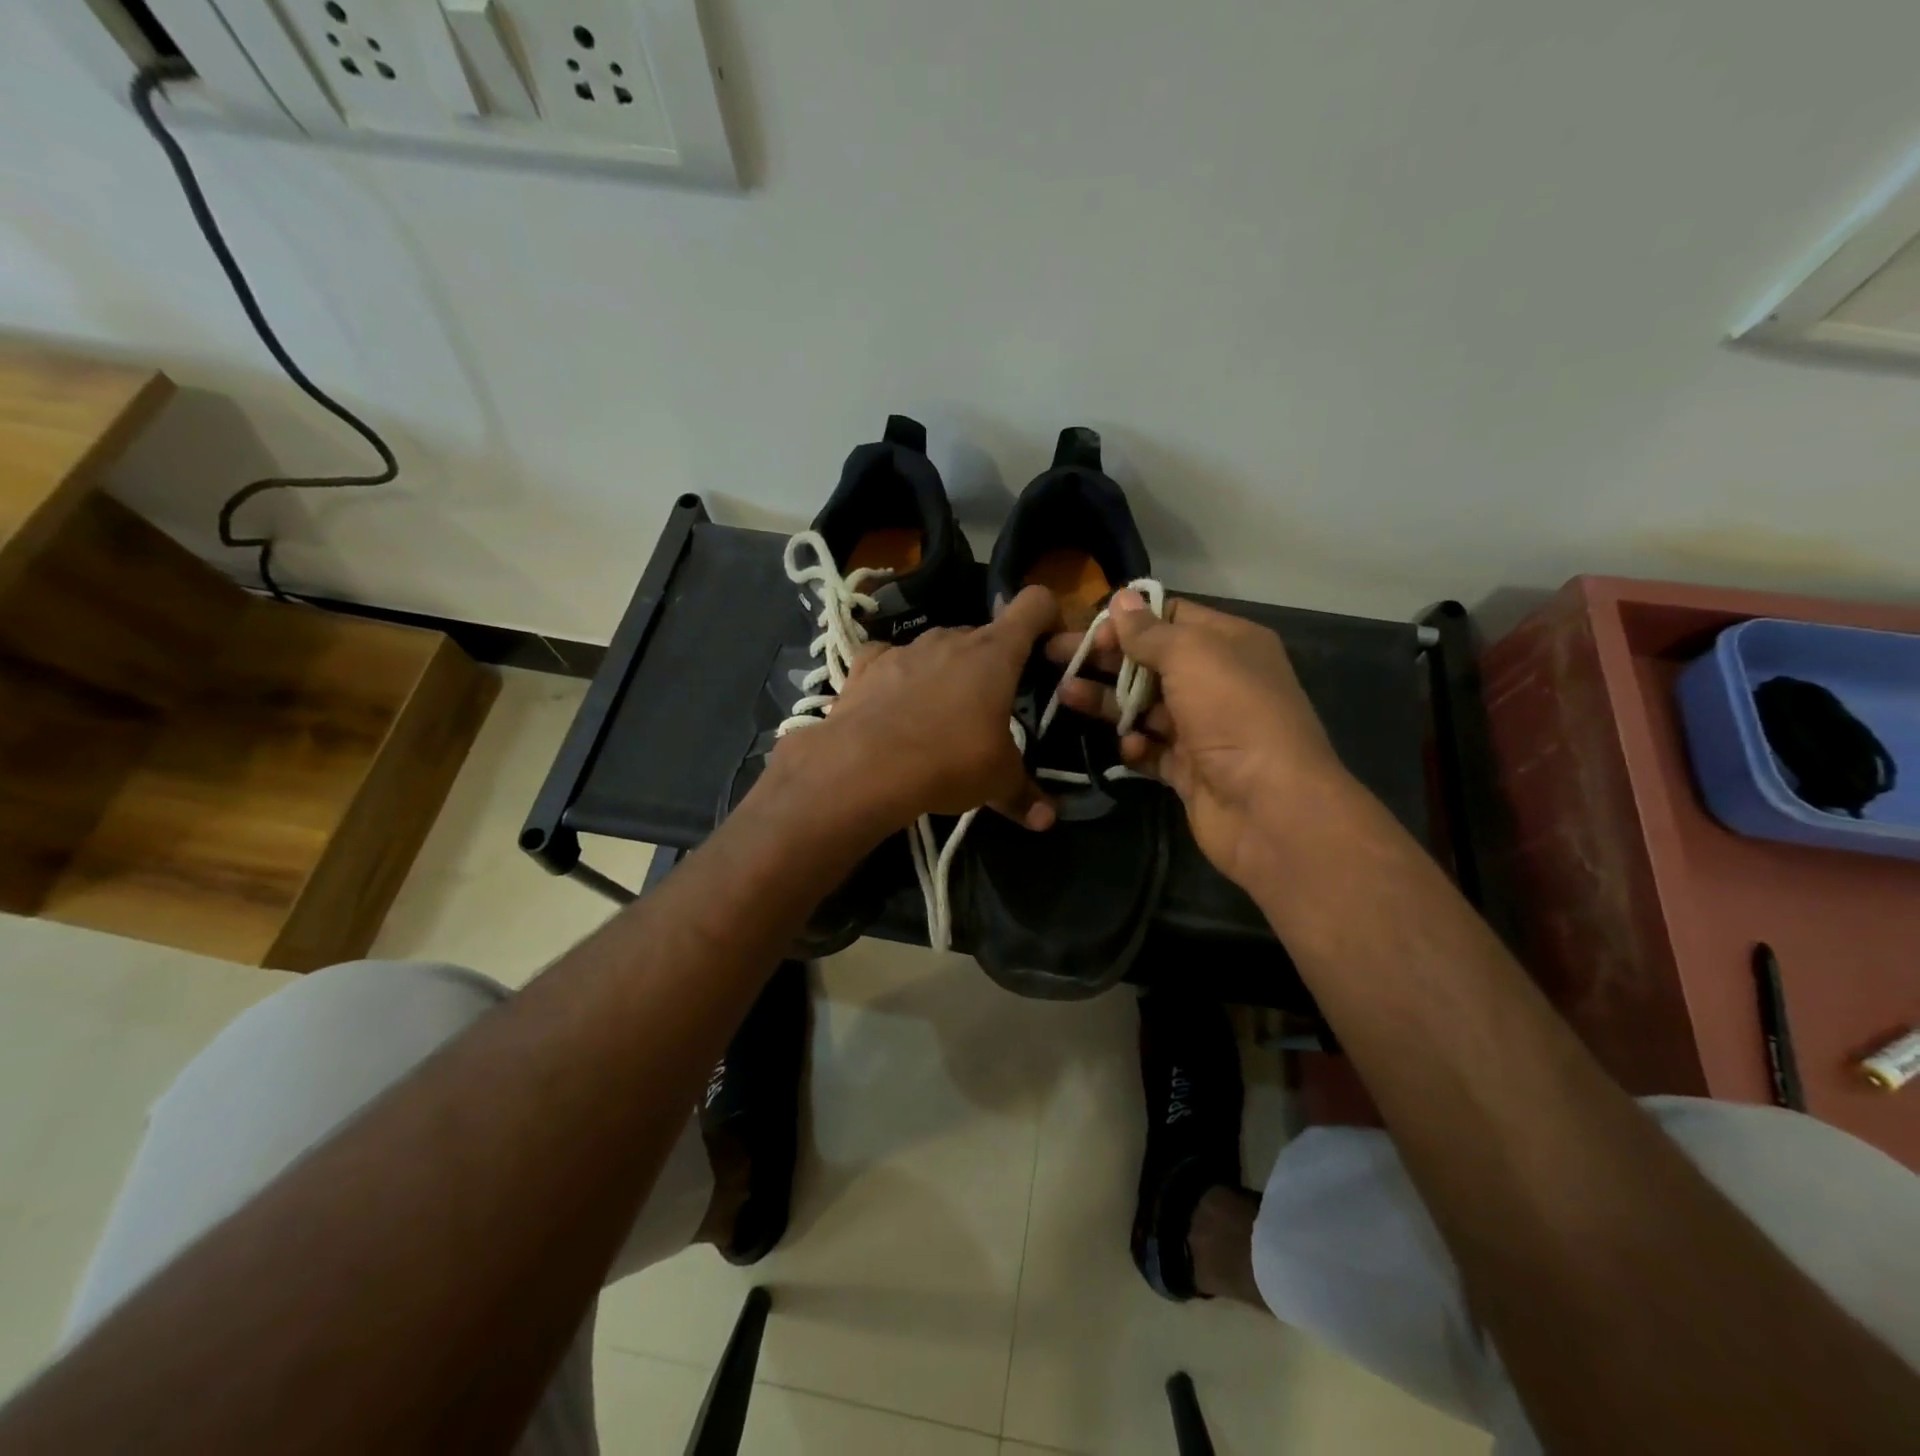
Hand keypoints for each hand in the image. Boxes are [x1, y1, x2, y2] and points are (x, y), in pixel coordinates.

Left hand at [773, 585, 1059, 832]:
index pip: (1035, 604)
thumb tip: (1047, 820)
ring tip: (940, 717)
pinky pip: (890, 660)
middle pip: (984, 636)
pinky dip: (897, 676)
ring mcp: (905, 648)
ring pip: (938, 649)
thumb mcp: (997, 781)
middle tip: (993, 707)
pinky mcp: (866, 664)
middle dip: (993, 664)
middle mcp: (951, 638)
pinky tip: (893, 706)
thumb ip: (1025, 795)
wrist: (862, 767)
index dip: (1049, 617)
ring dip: (946, 672)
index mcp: (995, 653)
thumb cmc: (948, 761)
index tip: (1049, 649)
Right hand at [1049, 590, 1351, 886]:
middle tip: (1055, 656)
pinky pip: (1153, 750)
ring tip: (1066, 696)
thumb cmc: (1233, 714)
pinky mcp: (1190, 770)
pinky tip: (1127, 747)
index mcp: (1229, 644)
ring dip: (1108, 701)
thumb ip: (1150, 630)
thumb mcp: (1191, 656)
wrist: (1270, 807)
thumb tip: (1121, 600)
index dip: (1127, 620)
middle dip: (1105, 659)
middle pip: (1150, 662)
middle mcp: (1219, 682)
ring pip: (1145, 707)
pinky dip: (1136, 746)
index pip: (1171, 618)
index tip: (1086, 629)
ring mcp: (1204, 729)